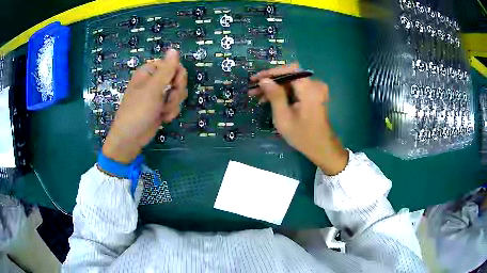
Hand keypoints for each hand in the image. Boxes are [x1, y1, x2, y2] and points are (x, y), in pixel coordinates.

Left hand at [102, 49, 187, 163]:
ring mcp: (158, 95)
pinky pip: (174, 104)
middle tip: (167, 100)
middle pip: (178, 79)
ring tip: (162, 111)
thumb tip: (174, 49)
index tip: (174, 85)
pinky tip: (163, 118)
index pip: (173, 65)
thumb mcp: (153, 89)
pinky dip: (170, 112)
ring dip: (173, 104)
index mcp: (149, 72)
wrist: (131, 138)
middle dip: (176, 92)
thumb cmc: (138, 111)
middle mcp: (154, 81)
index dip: (177, 75)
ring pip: (178, 93)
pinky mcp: (161, 107)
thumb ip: (166, 70)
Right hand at [249, 64, 347, 174]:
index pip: (289, 69)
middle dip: (270, 81)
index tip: (255, 78)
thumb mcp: (284, 117)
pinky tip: (269, 100)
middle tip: (253, 89)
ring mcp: (314, 90)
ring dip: (274, 87)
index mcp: (309, 89)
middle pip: (289, 75)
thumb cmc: (302, 135)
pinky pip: (295, 89)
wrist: (321, 147)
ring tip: (256, 95)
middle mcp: (314, 84)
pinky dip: (282, 93)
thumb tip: (264, 80)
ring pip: (290, 82)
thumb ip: (274, 95)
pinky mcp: (312, 95)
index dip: (271, 72)